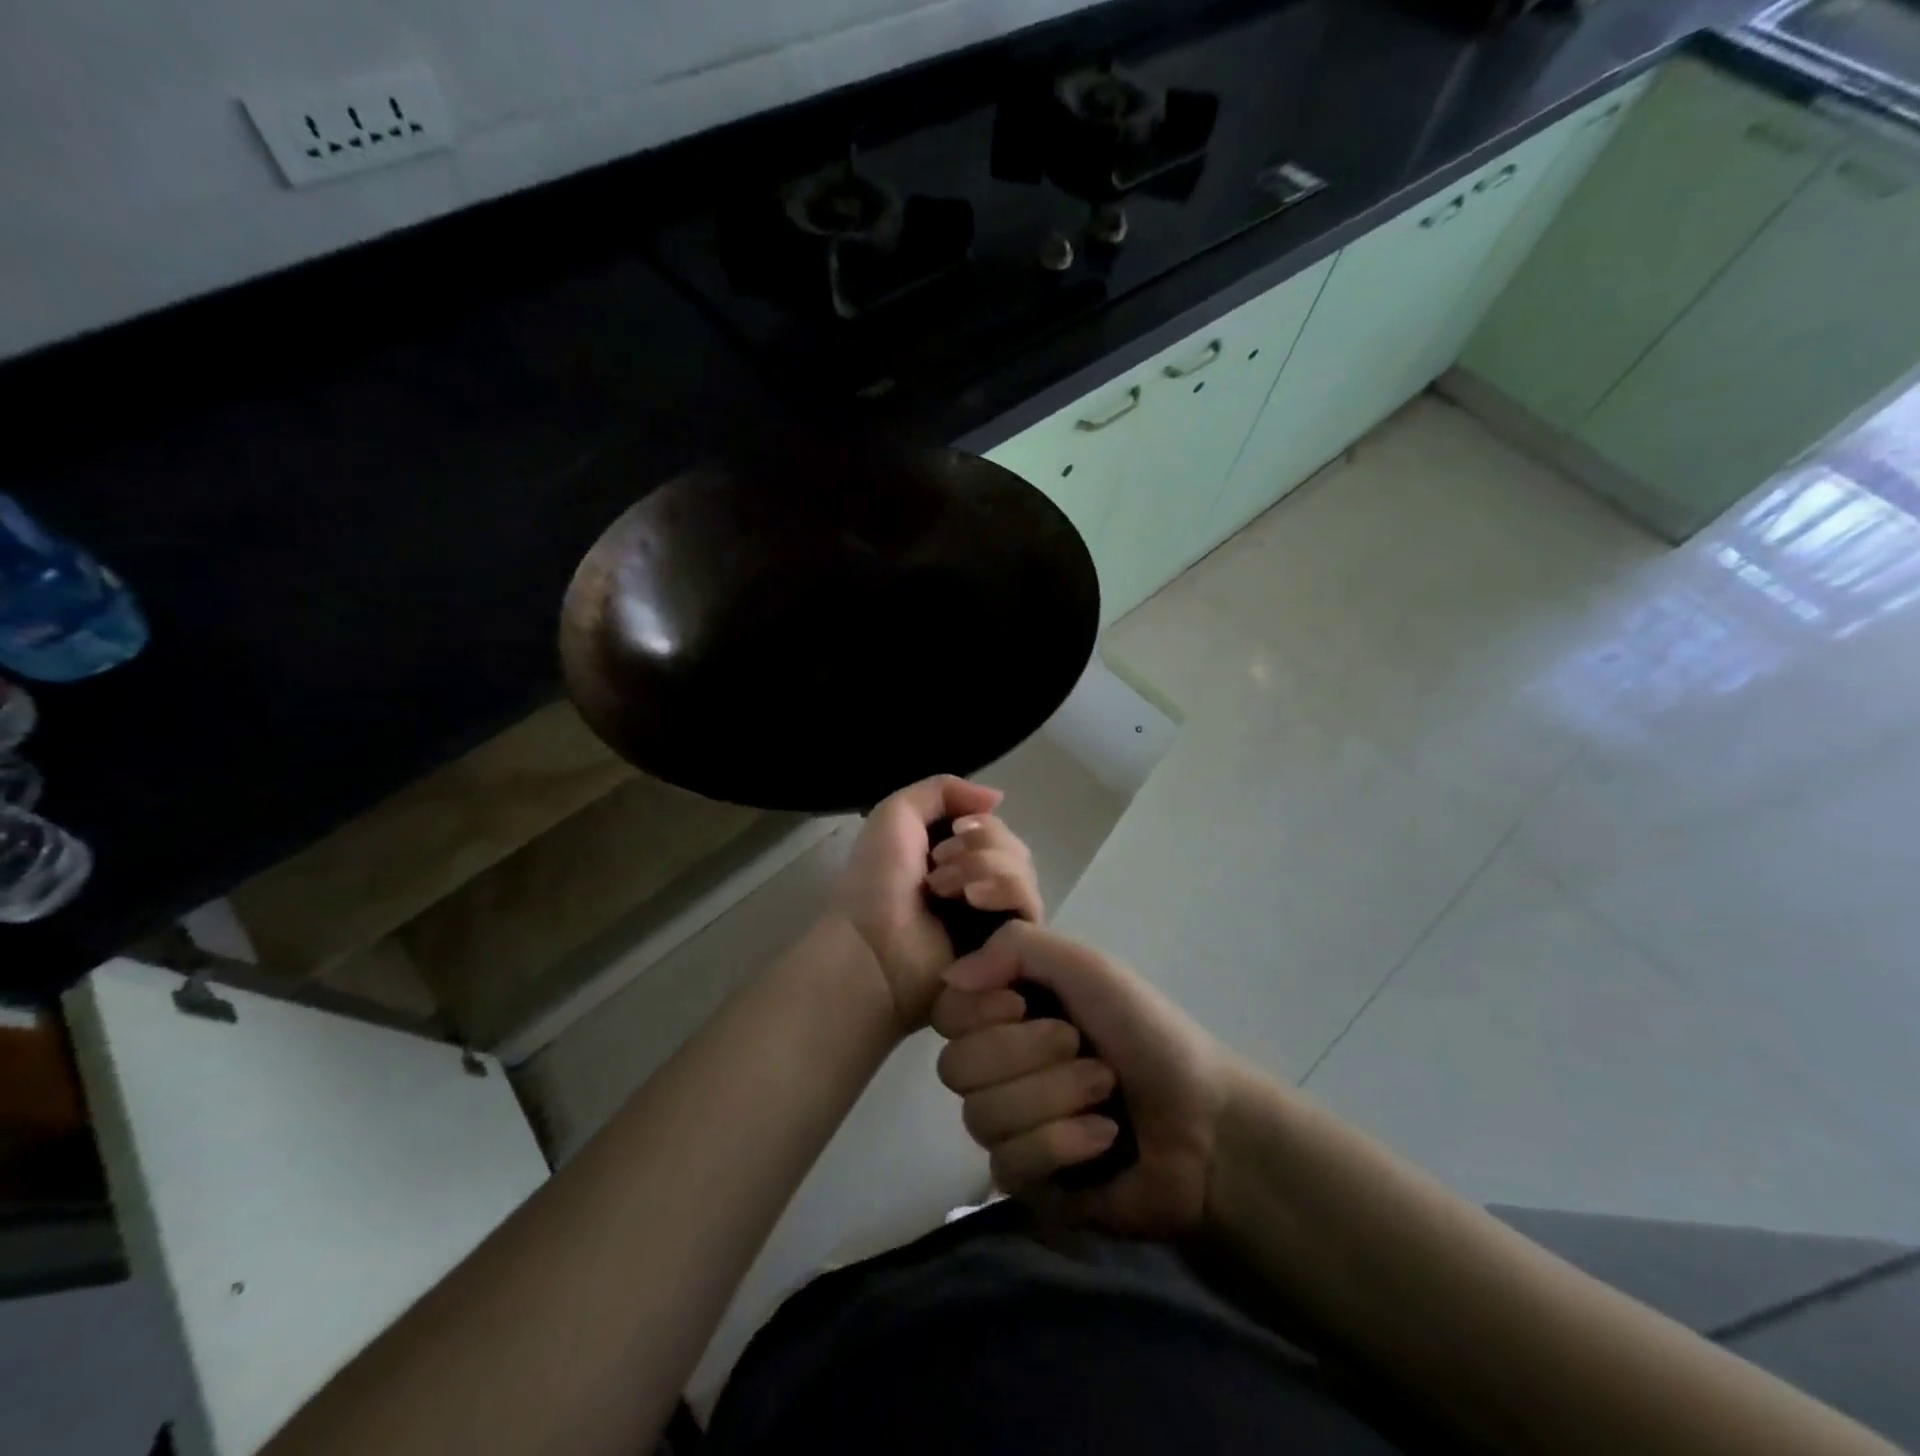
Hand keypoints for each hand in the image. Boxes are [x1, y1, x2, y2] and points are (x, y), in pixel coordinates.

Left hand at [830, 775, 1043, 1035]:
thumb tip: (997, 798)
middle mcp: (978, 883)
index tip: (955, 830)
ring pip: (1023, 870)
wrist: (872, 946)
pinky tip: (974, 898)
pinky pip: (1029, 903)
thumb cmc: (876, 881)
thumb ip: (944, 789)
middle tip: (938, 864)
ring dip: (985, 867)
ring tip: (944, 888)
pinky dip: (1005, 889)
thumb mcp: (897, 813)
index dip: (982, 824)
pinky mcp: (1010, 946)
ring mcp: (995, 916)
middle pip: (1013, 846)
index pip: (995, 828)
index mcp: (954, 857)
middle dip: (982, 846)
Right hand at [932, 923, 1233, 1239]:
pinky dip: (1064, 1144)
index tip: (1025, 1004)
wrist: (1208, 1124)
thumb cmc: (1147, 1034)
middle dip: (1029, 1056)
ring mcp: (1010, 1127)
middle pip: (956, 1067)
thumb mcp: (1088, 968)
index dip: (981, 1011)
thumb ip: (1015, 947)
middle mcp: (1000, 1066)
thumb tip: (948, 976)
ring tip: (1105, 1097)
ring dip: (1055, 1099)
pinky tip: (1103, 1139)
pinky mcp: (1028, 1183)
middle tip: (1083, 1050)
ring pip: (981, 1118)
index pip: (947, 1011)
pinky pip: (1009, 1165)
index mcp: (1009, 1012)